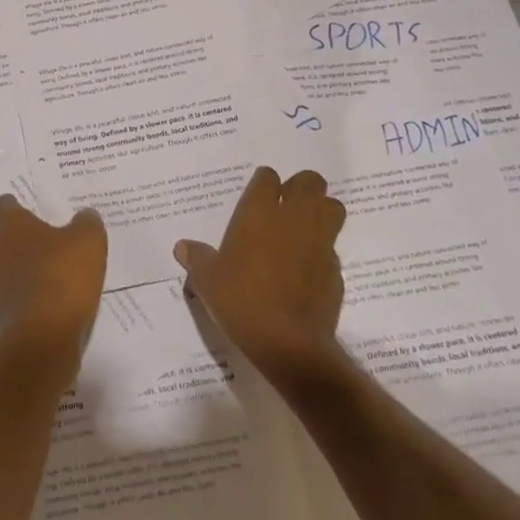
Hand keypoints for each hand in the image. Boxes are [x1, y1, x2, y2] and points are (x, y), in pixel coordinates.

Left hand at [0, 195, 107, 378]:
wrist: (43, 338)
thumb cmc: (62, 276)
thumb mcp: (88, 241)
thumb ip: (87, 223)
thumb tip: (85, 215)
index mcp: (11, 226)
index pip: (2, 206)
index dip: (14, 206)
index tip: (27, 207)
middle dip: (15, 238)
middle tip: (40, 238)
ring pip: (4, 268)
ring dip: (21, 268)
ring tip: (50, 270)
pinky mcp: (3, 315)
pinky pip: (14, 295)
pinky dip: (28, 294)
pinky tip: (52, 297)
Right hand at [175, 166, 347, 383]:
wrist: (288, 342)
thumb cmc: (241, 300)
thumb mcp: (208, 280)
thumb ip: (198, 259)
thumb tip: (183, 247)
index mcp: (259, 213)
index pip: (267, 177)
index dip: (264, 183)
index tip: (257, 195)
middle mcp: (293, 219)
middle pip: (310, 181)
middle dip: (301, 188)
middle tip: (286, 206)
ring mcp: (320, 242)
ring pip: (333, 207)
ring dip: (322, 211)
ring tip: (305, 228)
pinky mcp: (336, 270)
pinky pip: (333, 248)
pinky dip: (323, 252)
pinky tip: (306, 270)